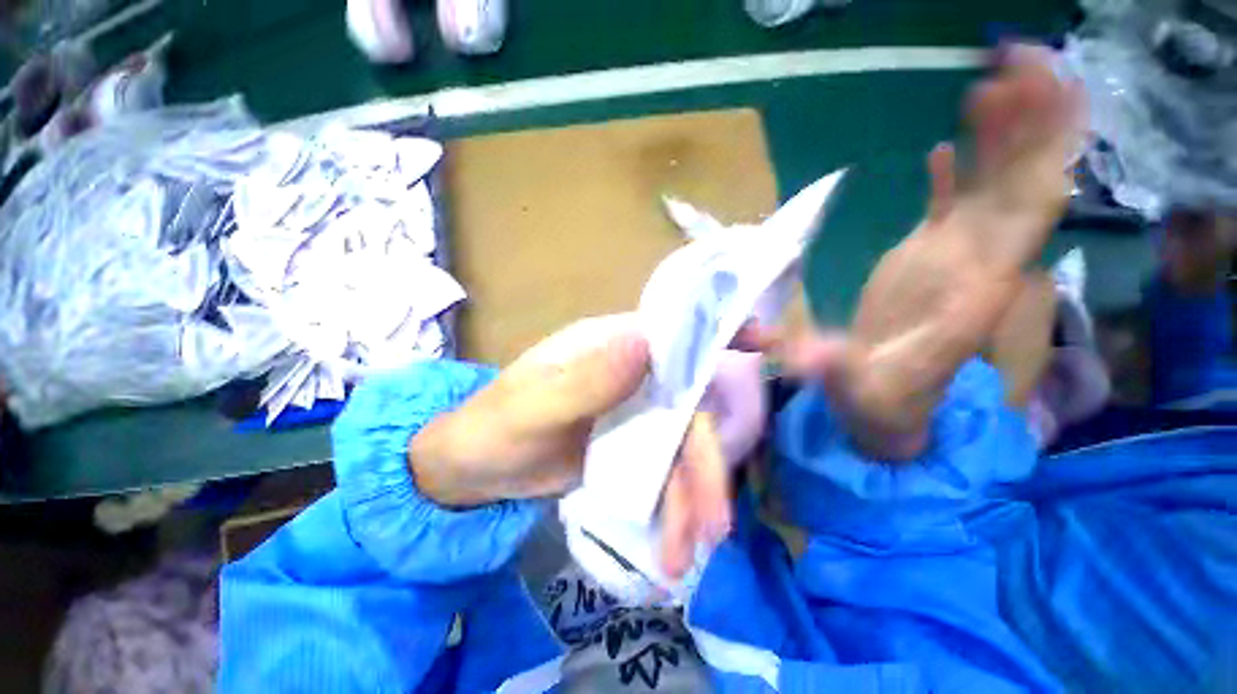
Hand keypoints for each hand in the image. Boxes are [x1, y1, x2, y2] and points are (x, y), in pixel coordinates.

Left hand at [408, 315, 761, 576]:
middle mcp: (630, 376)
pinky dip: (670, 511)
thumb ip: (585, 380)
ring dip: (688, 499)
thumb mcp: (531, 407)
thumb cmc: (493, 427)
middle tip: (716, 520)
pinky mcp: (630, 450)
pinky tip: (671, 549)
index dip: (718, 334)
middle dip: (705, 463)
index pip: (672, 334)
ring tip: (688, 553)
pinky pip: (663, 476)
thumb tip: (645, 342)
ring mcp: (633, 415)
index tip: (766, 341)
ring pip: (679, 451)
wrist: (470, 474)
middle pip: (686, 410)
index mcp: (609, 349)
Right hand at [785, 44, 1084, 458]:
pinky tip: (946, 144)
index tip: (1036, 99)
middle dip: (1030, 124)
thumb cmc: (877, 402)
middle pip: (1021, 189)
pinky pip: (948, 209)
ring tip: (993, 81)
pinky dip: (953, 176)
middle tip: (1021, 59)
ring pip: (990, 191)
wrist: (885, 407)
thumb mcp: (854, 391)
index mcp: (970, 295)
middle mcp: (976, 269)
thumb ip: (831, 368)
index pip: (1025, 221)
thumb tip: (798, 351)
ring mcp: (951, 262)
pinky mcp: (925, 262)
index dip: (1037, 158)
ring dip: (1000, 137)